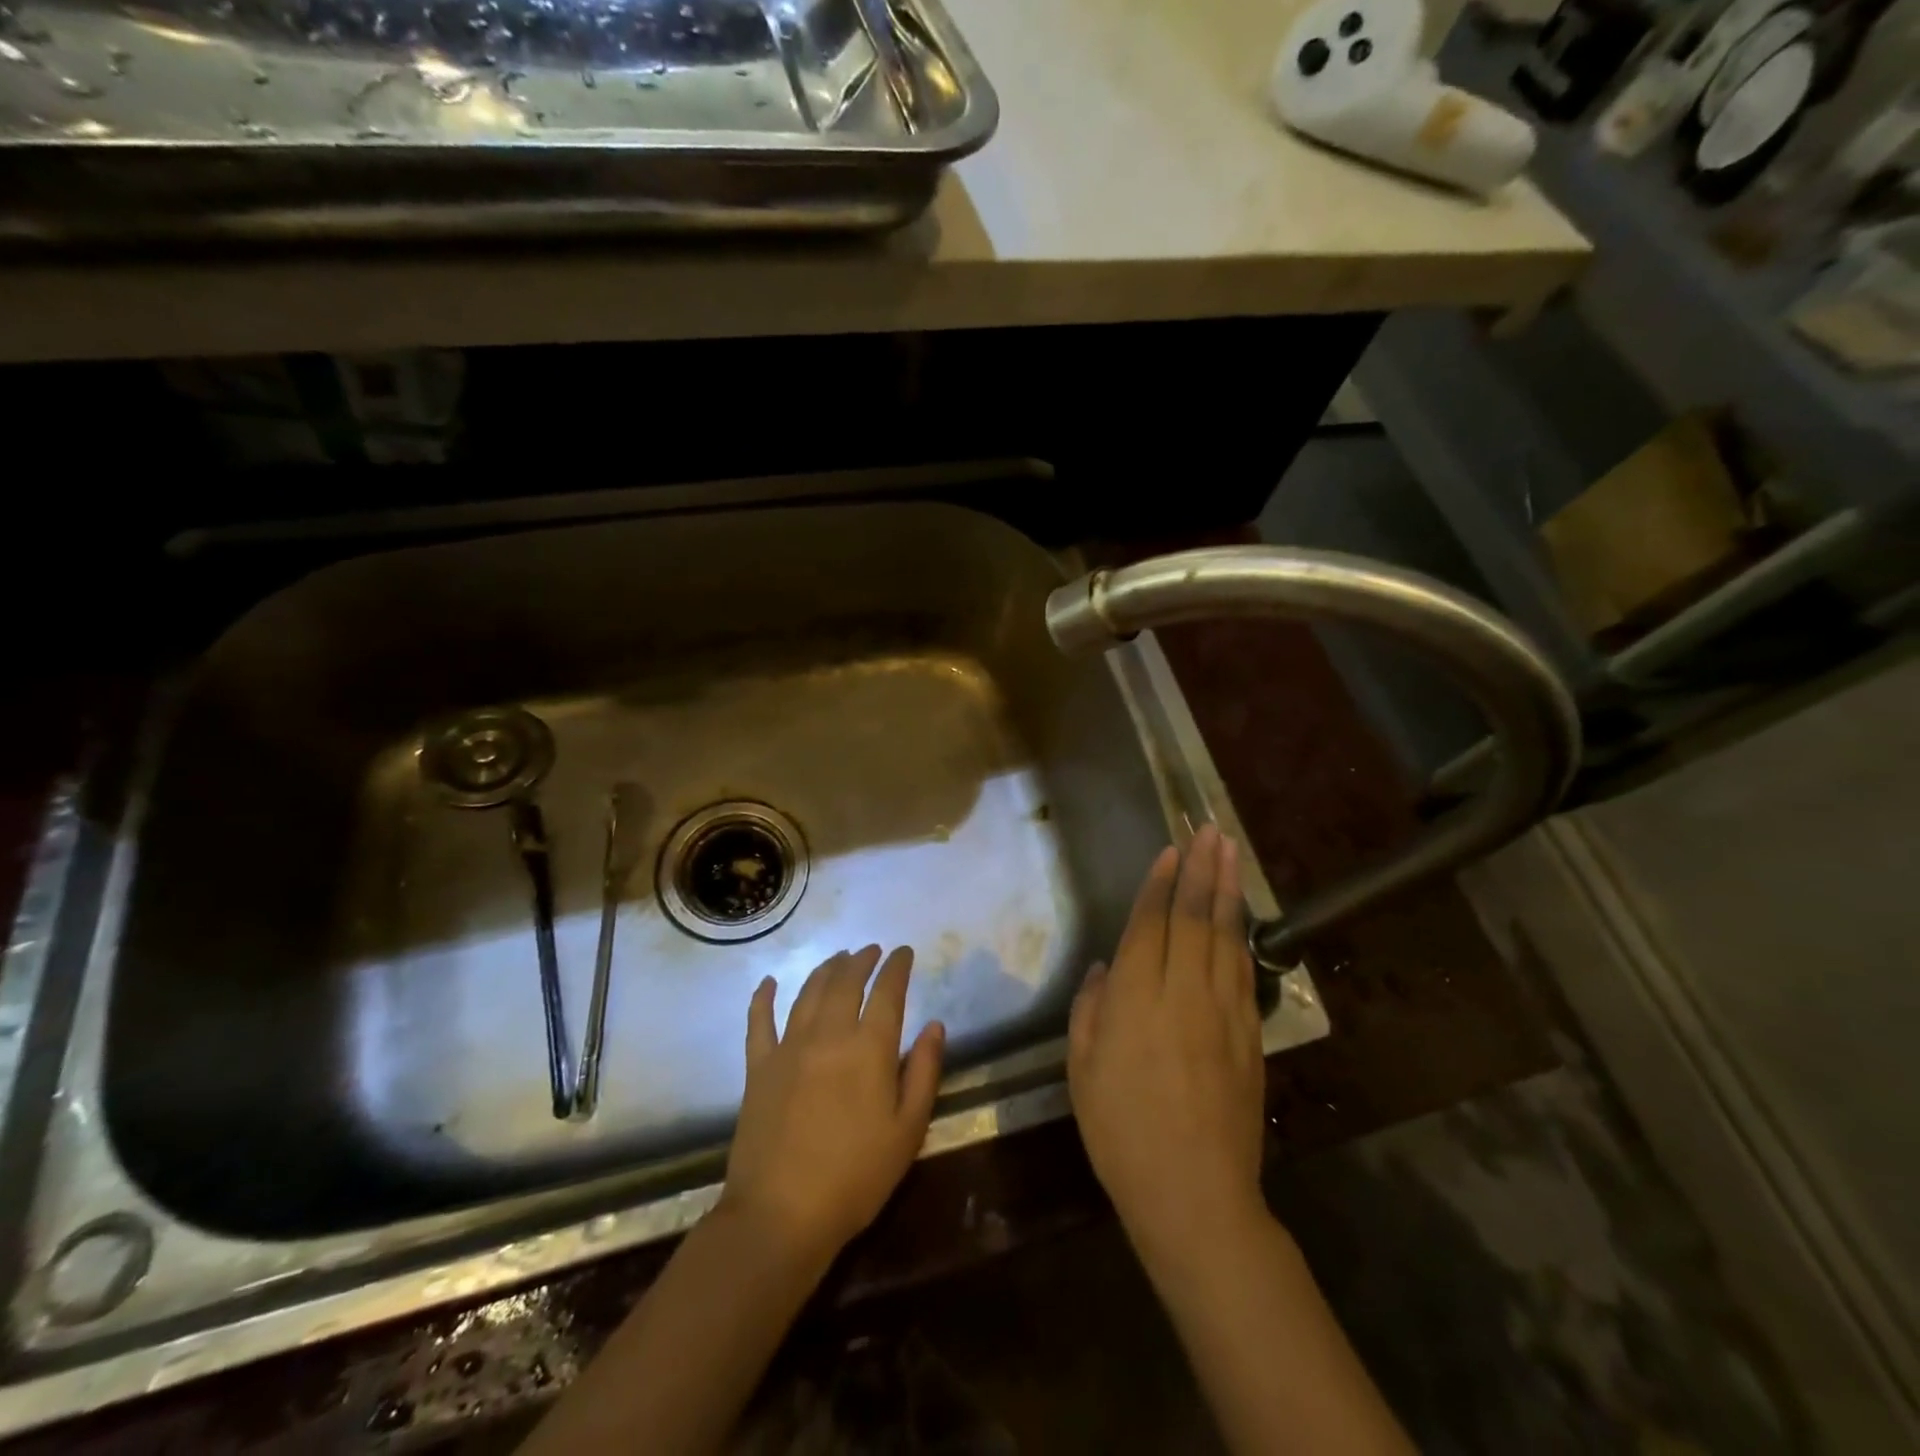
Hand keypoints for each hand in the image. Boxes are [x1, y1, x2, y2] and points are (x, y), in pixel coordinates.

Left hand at [721, 946, 945, 1263]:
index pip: (887, 992)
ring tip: (838, 958)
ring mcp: (789, 1048)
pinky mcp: (758, 1067)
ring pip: (808, 992)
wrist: (781, 1214)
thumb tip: (934, 1024)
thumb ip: (924, 1071)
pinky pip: (759, 1022)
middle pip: (845, 982)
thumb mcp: (908, 1130)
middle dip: (862, 960)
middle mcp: (829, 1034)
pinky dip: (763, 997)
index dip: (897, 967)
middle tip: (872, 950)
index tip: (903, 952)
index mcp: (869, 1048)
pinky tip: (768, 982)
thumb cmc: (856, 1176)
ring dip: (826, 969)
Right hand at [1068, 826, 1265, 1258]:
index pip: (1150, 925)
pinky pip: (1243, 971)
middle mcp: (1183, 993)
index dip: (1160, 884)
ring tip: (1231, 853)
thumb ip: (1091, 1011)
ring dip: (1229, 891)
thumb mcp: (1082, 1072)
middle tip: (1210, 831)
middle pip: (1194, 918)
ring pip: (1226, 937)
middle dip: (1201, 870)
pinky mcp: (1249, 1035)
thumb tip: (1105, 969)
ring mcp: (1223, 1012)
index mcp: (1135, 1000)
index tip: (1171, 850)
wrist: (1195, 1195)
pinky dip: (1241, 935)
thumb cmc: (1121, 1134)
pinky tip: (1241, 916)